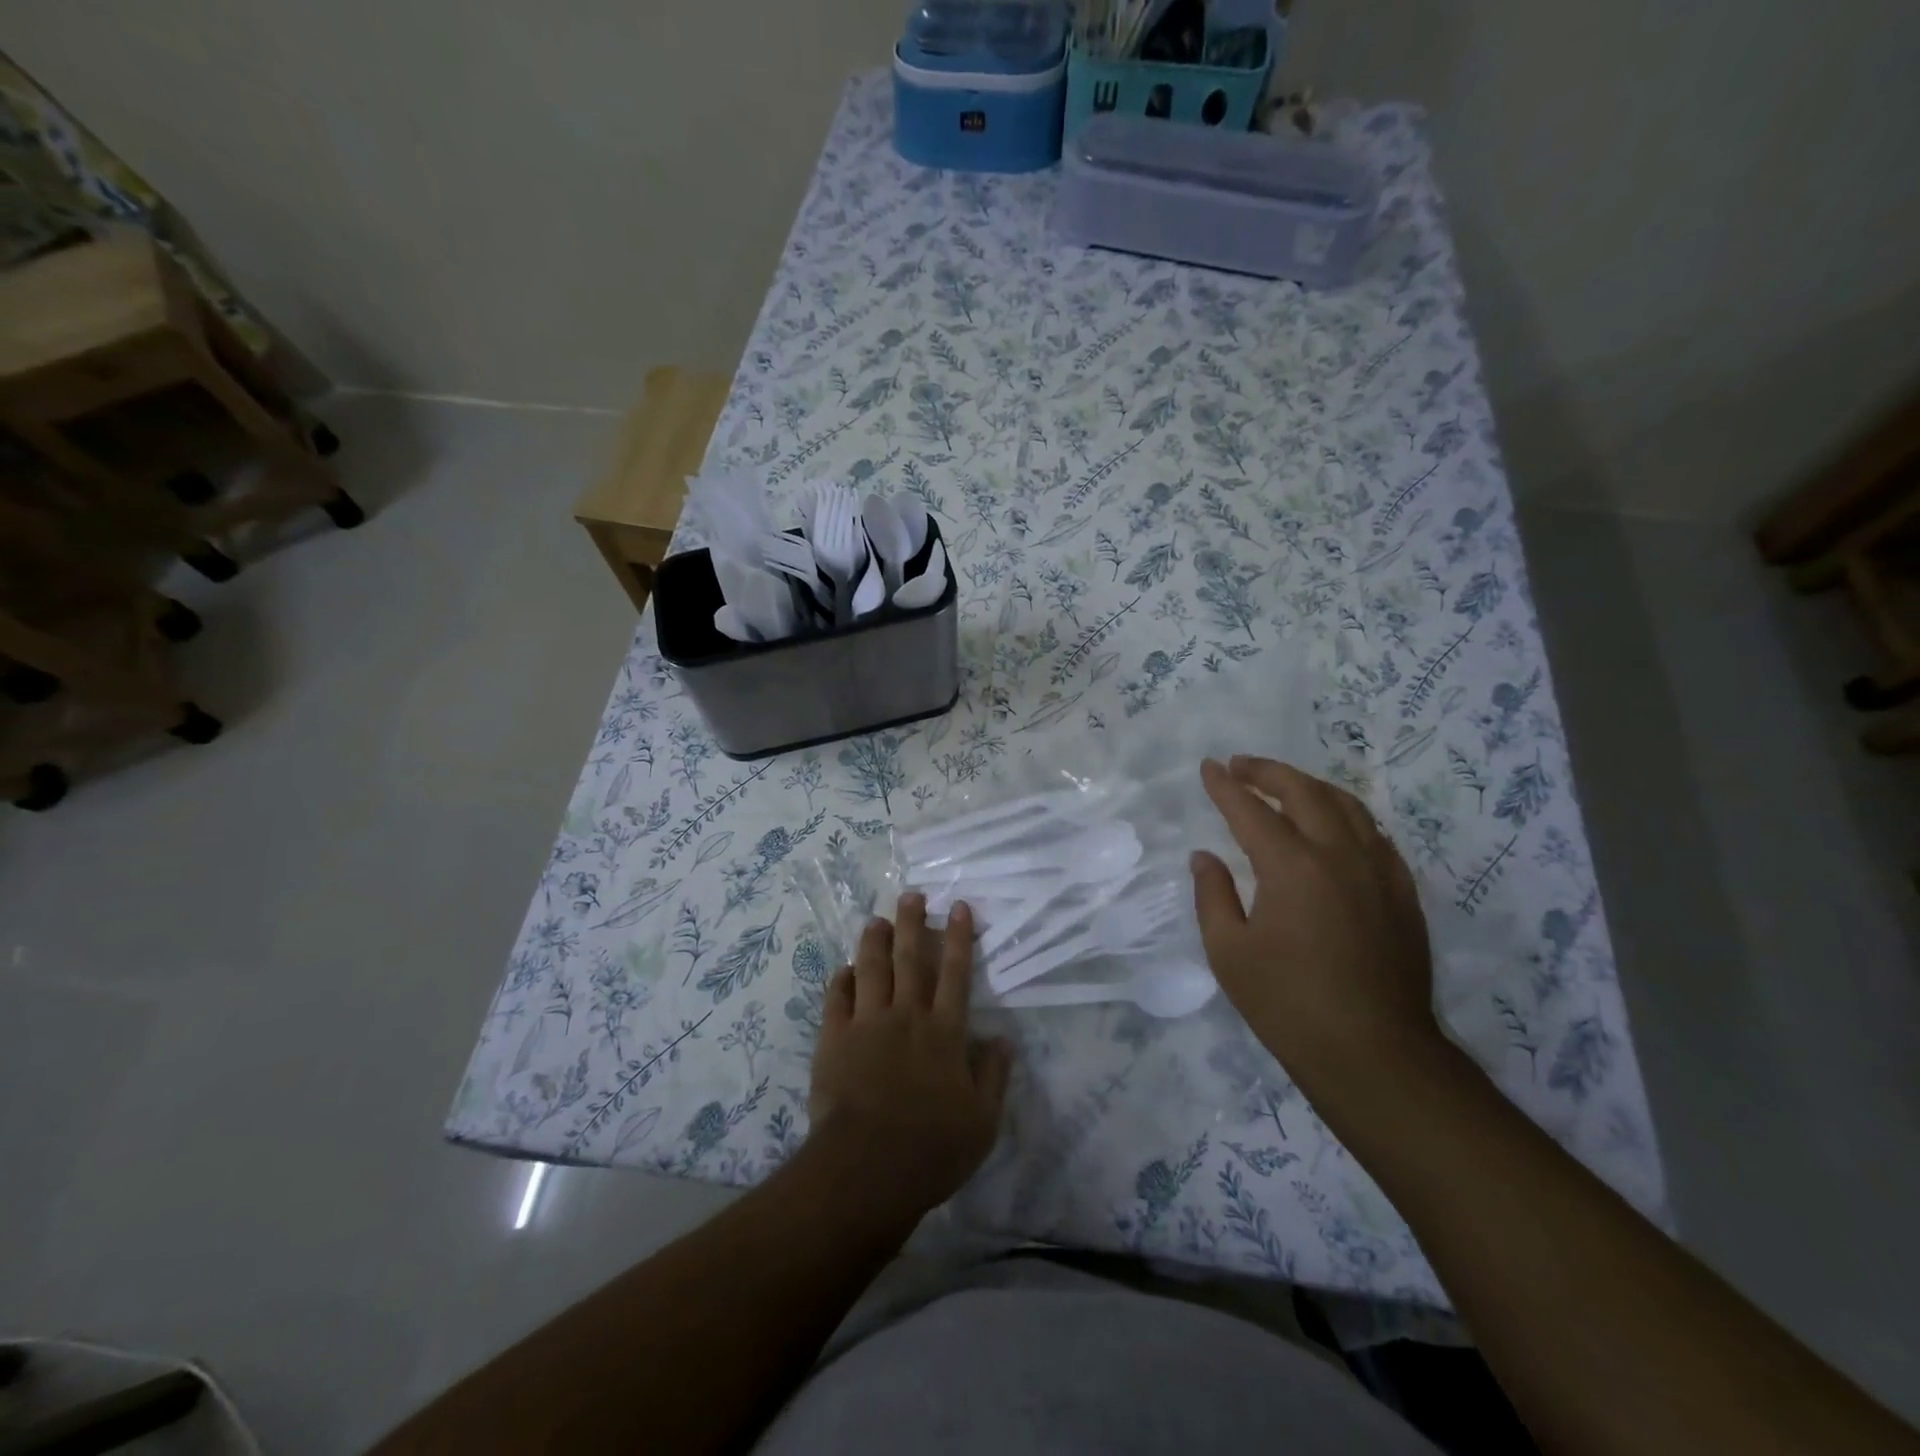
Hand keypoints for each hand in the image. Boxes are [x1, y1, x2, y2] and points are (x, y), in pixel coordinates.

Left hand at [807, 894, 1011, 1216]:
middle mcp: (907, 1016)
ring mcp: (867, 1024)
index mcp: (944, 1031)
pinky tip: (844, 970)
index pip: (956, 973)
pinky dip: (841, 980)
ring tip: (876, 920)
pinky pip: (836, 998)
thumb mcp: (982, 1122)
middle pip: (911, 959)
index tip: (959, 907)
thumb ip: (994, 1075)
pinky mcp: (834, 1039)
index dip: (959, 937)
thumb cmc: (932, 1148)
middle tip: (911, 895)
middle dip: (912, 923)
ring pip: (871, 969)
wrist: (866, 1168)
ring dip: (875, 941)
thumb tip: (1002, 1039)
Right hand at [1191, 756, 1440, 1093]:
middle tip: (1240, 766)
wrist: (1374, 1052)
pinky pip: (1374, 834)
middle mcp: (1340, 854)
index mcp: (1292, 866)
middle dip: (1267, 772)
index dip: (1225, 786)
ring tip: (1284, 785)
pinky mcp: (1403, 892)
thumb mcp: (1229, 952)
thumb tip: (1205, 857)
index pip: (1251, 811)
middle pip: (1304, 792)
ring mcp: (1379, 871)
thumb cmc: (1288, 1004)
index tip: (1208, 768)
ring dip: (1309, 786)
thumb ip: (1213, 895)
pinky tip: (1334, 826)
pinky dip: (1346, 815)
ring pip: (1346, 805)